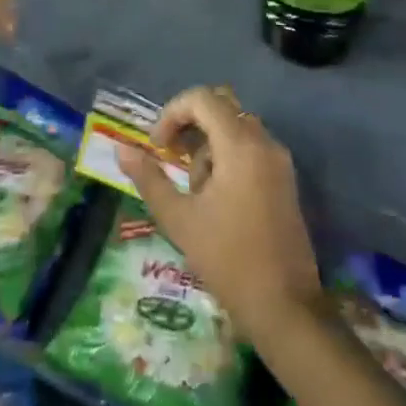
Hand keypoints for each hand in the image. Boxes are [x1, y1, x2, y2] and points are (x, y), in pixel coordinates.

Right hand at [116, 86, 321, 344]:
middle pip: (221, 107)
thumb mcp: (179, 219)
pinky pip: (251, 147)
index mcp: (240, 145)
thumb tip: (121, 149)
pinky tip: (215, 197)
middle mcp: (264, 142)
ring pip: (235, 128)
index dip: (172, 113)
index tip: (157, 147)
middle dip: (190, 125)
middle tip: (171, 157)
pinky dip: (227, 157)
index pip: (202, 99)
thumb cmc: (227, 259)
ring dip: (208, 145)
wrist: (285, 307)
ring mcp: (279, 160)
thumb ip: (149, 178)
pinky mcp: (285, 179)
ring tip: (194, 190)